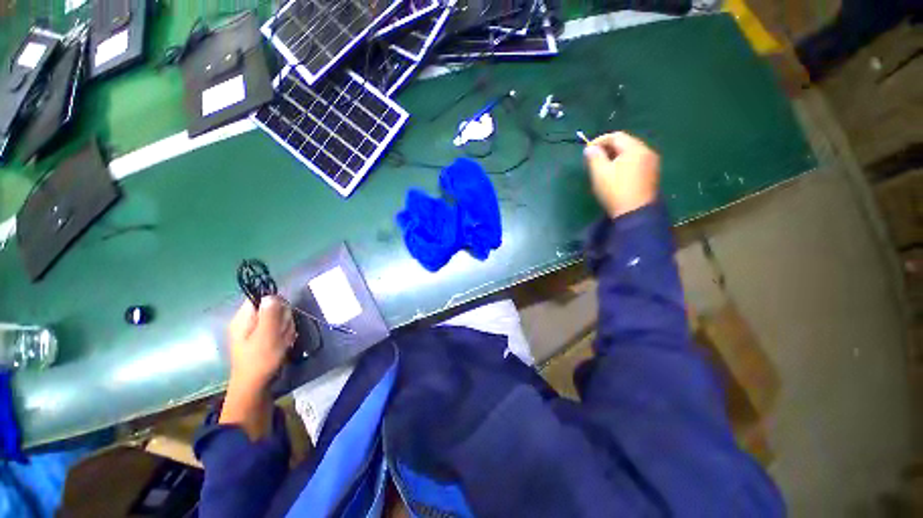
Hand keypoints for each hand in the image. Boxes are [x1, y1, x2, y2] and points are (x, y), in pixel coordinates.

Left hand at [226, 296, 295, 392]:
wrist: (254, 386)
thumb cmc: (261, 359)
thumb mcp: (267, 334)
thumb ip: (270, 313)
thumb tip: (270, 295)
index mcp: (243, 318)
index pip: (260, 297)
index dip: (276, 302)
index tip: (282, 315)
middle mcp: (246, 322)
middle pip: (271, 308)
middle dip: (282, 319)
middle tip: (282, 333)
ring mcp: (253, 331)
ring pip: (277, 319)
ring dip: (285, 328)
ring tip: (282, 341)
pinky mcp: (261, 339)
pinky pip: (277, 329)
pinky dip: (283, 335)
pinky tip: (283, 345)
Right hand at [584, 131, 659, 217]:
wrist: (635, 212)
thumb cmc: (615, 191)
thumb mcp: (600, 173)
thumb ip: (594, 157)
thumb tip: (590, 148)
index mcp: (635, 148)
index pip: (616, 136)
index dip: (600, 140)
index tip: (587, 150)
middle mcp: (647, 151)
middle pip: (625, 143)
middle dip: (608, 148)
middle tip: (594, 158)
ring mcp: (651, 163)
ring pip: (631, 152)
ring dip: (616, 156)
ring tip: (603, 166)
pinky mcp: (651, 174)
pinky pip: (636, 161)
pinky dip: (624, 162)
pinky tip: (615, 173)